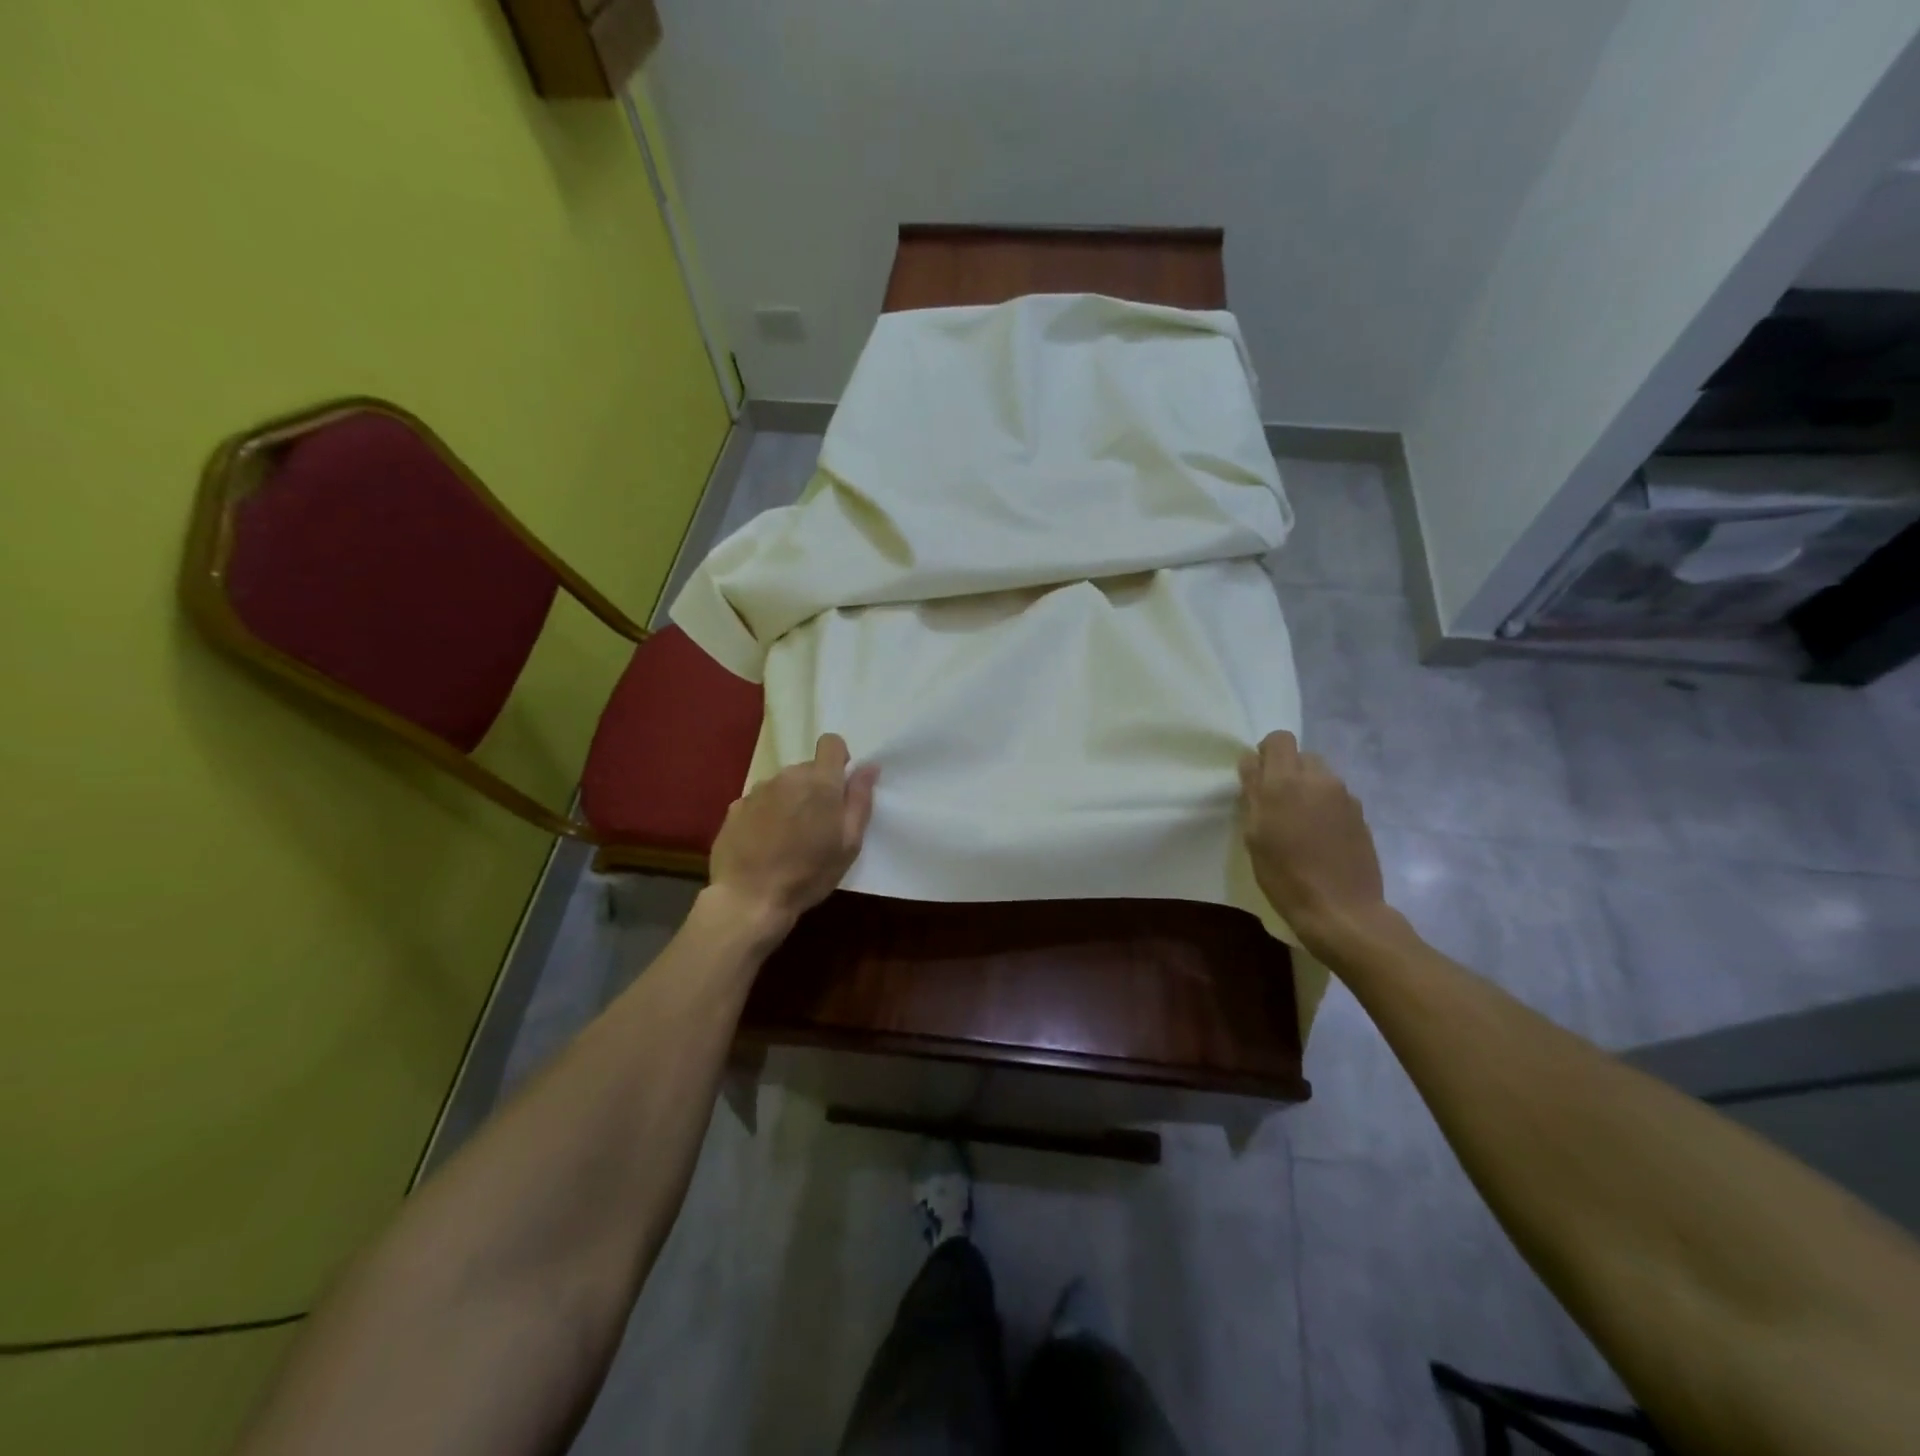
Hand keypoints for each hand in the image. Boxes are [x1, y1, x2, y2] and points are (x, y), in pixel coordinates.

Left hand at [706, 733, 878, 936]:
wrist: (749, 898)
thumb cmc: (808, 874)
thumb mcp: (849, 843)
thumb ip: (860, 800)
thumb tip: (869, 767)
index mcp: (820, 782)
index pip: (831, 743)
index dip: (839, 759)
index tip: (840, 786)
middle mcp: (787, 777)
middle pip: (807, 768)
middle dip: (816, 788)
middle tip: (817, 825)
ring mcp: (757, 791)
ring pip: (783, 785)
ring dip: (790, 801)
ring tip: (789, 838)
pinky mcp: (735, 807)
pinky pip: (760, 801)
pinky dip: (766, 815)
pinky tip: (764, 844)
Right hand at [1238, 731, 1387, 950]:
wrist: (1341, 910)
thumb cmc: (1285, 875)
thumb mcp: (1255, 835)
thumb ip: (1252, 792)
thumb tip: (1250, 761)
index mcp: (1286, 782)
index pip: (1279, 739)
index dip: (1266, 752)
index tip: (1257, 778)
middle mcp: (1319, 780)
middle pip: (1302, 756)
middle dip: (1287, 771)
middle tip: (1276, 804)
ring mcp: (1345, 797)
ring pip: (1321, 776)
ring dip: (1307, 789)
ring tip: (1299, 823)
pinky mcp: (1361, 815)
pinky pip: (1336, 798)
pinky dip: (1324, 807)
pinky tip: (1320, 838)